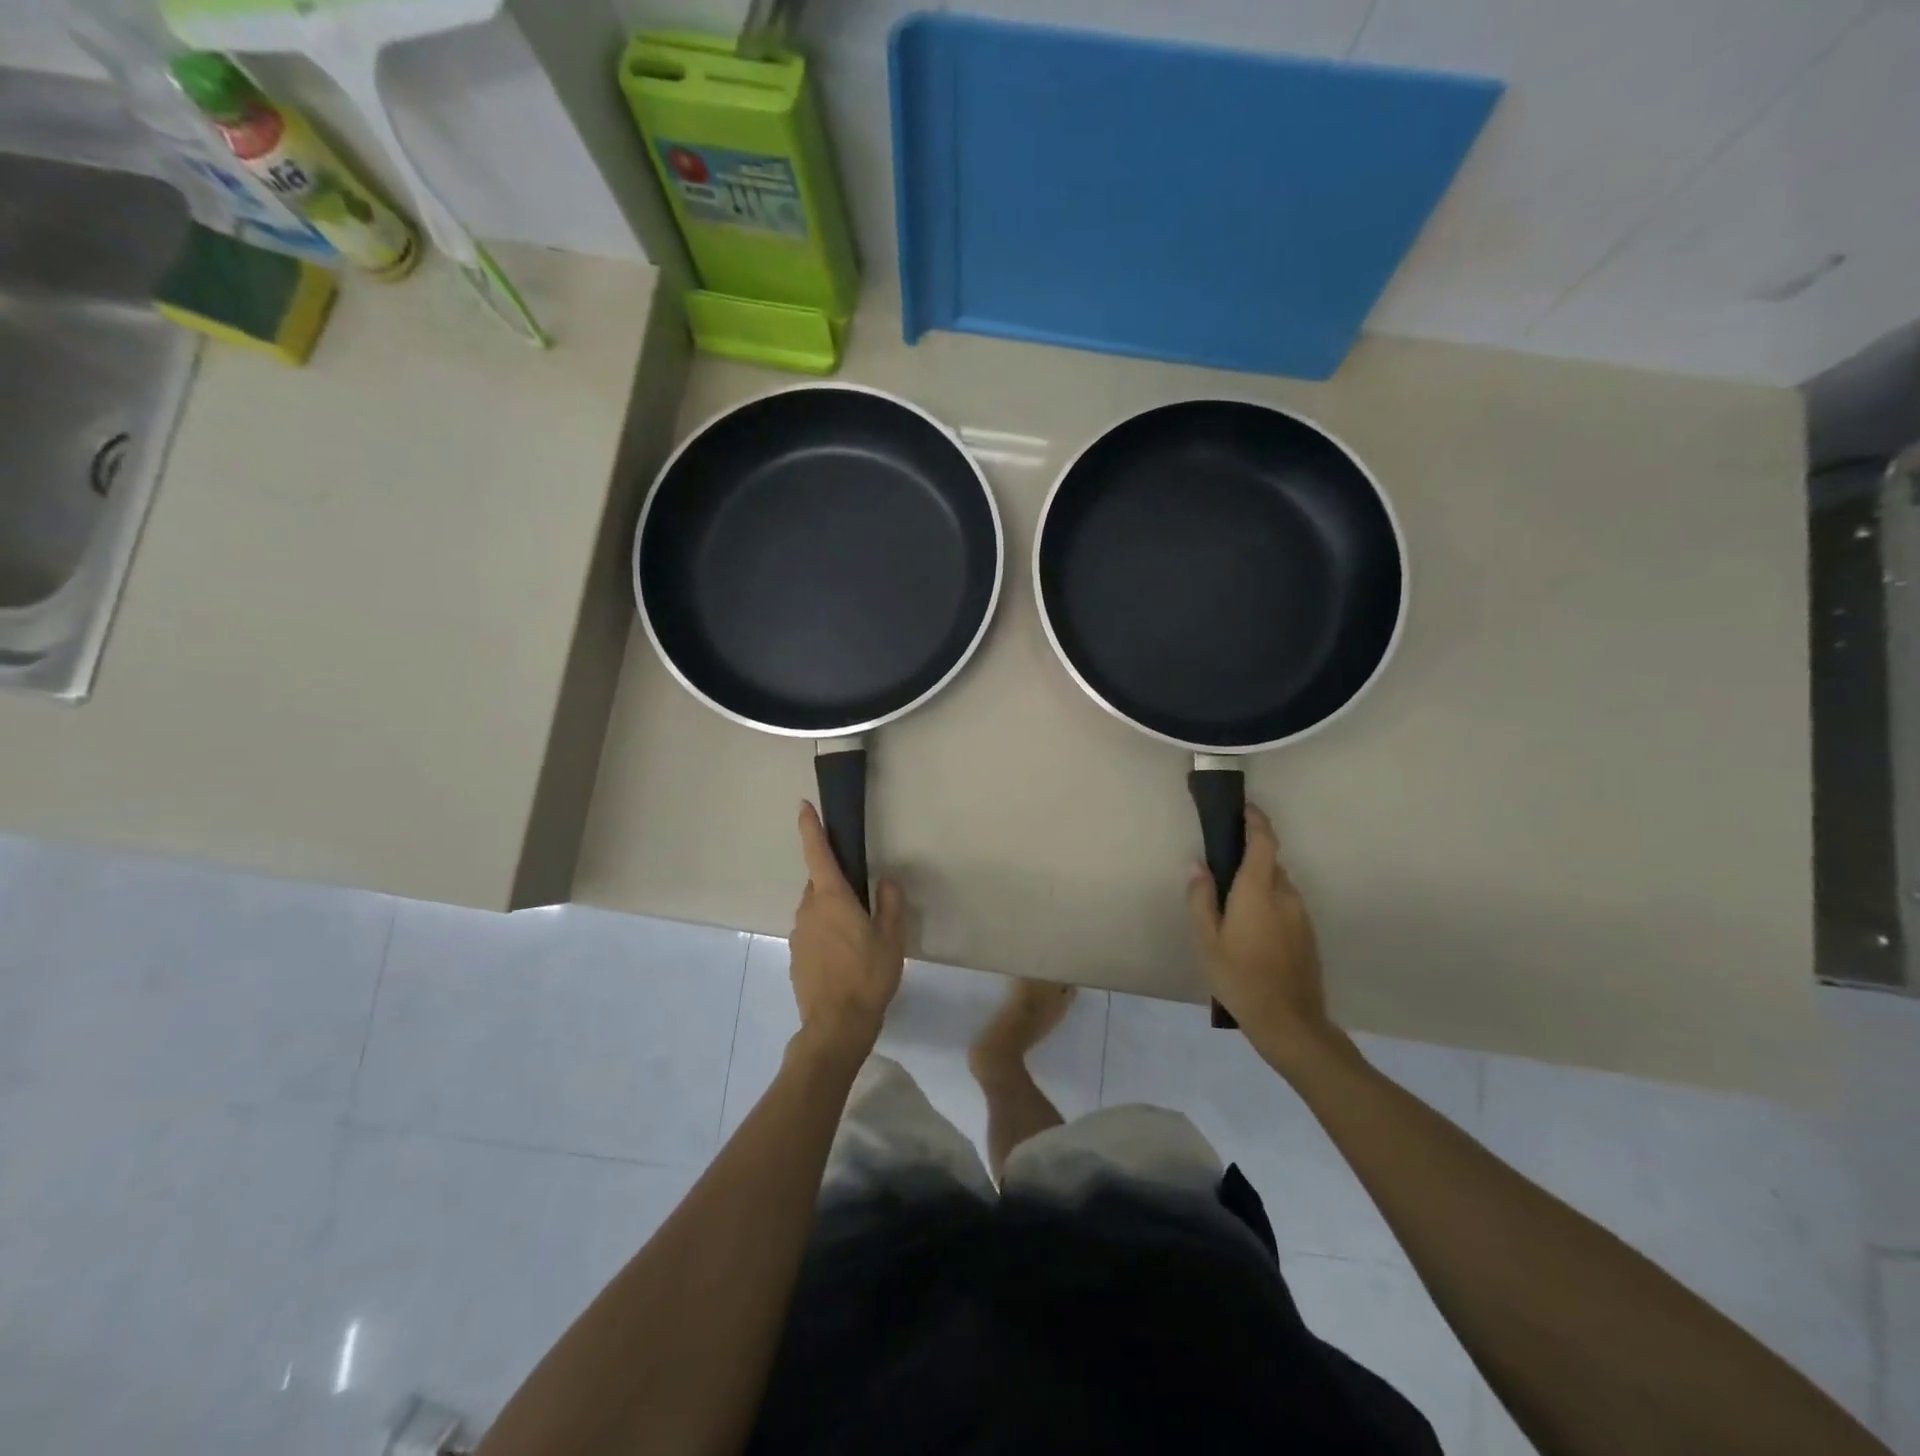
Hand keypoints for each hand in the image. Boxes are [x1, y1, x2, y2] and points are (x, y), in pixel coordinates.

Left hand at [788, 801, 904, 1059]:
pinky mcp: (796, 957)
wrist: (836, 1025)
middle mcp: (809, 909)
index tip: (804, 806)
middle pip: (818, 883)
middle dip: (834, 881)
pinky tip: (843, 957)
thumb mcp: (891, 938)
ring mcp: (799, 934)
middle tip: (859, 896)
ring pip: (815, 909)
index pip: (817, 853)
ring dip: (831, 910)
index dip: (810, 828)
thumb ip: (890, 904)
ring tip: (857, 934)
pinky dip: (825, 934)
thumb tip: (887, 880)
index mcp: (831, 898)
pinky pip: (811, 932)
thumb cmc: (868, 976)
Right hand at [1186, 804, 1344, 1071]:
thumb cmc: (1239, 977)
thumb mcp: (1206, 939)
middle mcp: (1285, 895)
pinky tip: (1252, 932)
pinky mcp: (1308, 935)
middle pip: (1269, 863)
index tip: (1243, 808)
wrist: (1289, 1022)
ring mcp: (1301, 916)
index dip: (1255, 820)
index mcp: (1258, 890)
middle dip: (1249, 858)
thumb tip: (1197, 865)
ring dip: (1258, 884)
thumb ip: (1200, 898)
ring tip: (1233, 909)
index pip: (1263, 841)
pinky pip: (1286, 906)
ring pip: (1278, 886)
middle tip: (1221, 870)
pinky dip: (1269, 904)